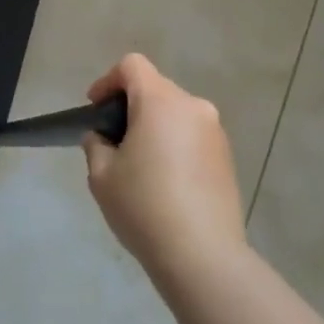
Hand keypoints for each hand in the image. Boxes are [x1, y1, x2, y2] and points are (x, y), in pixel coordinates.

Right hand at [81, 54, 245, 279]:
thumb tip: (103, 138)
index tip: (96, 110)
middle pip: (155, 88)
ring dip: (155, 126)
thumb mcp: (101, 175)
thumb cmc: (144, 206)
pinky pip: (192, 136)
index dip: (108, 81)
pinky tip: (165, 181)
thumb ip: (96, 145)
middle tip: (112, 140)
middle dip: (131, 106)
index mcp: (160, 101)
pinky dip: (174, 145)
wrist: (203, 257)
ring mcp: (215, 132)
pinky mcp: (227, 158)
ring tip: (139, 164)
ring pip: (175, 113)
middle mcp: (192, 106)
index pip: (132, 66)